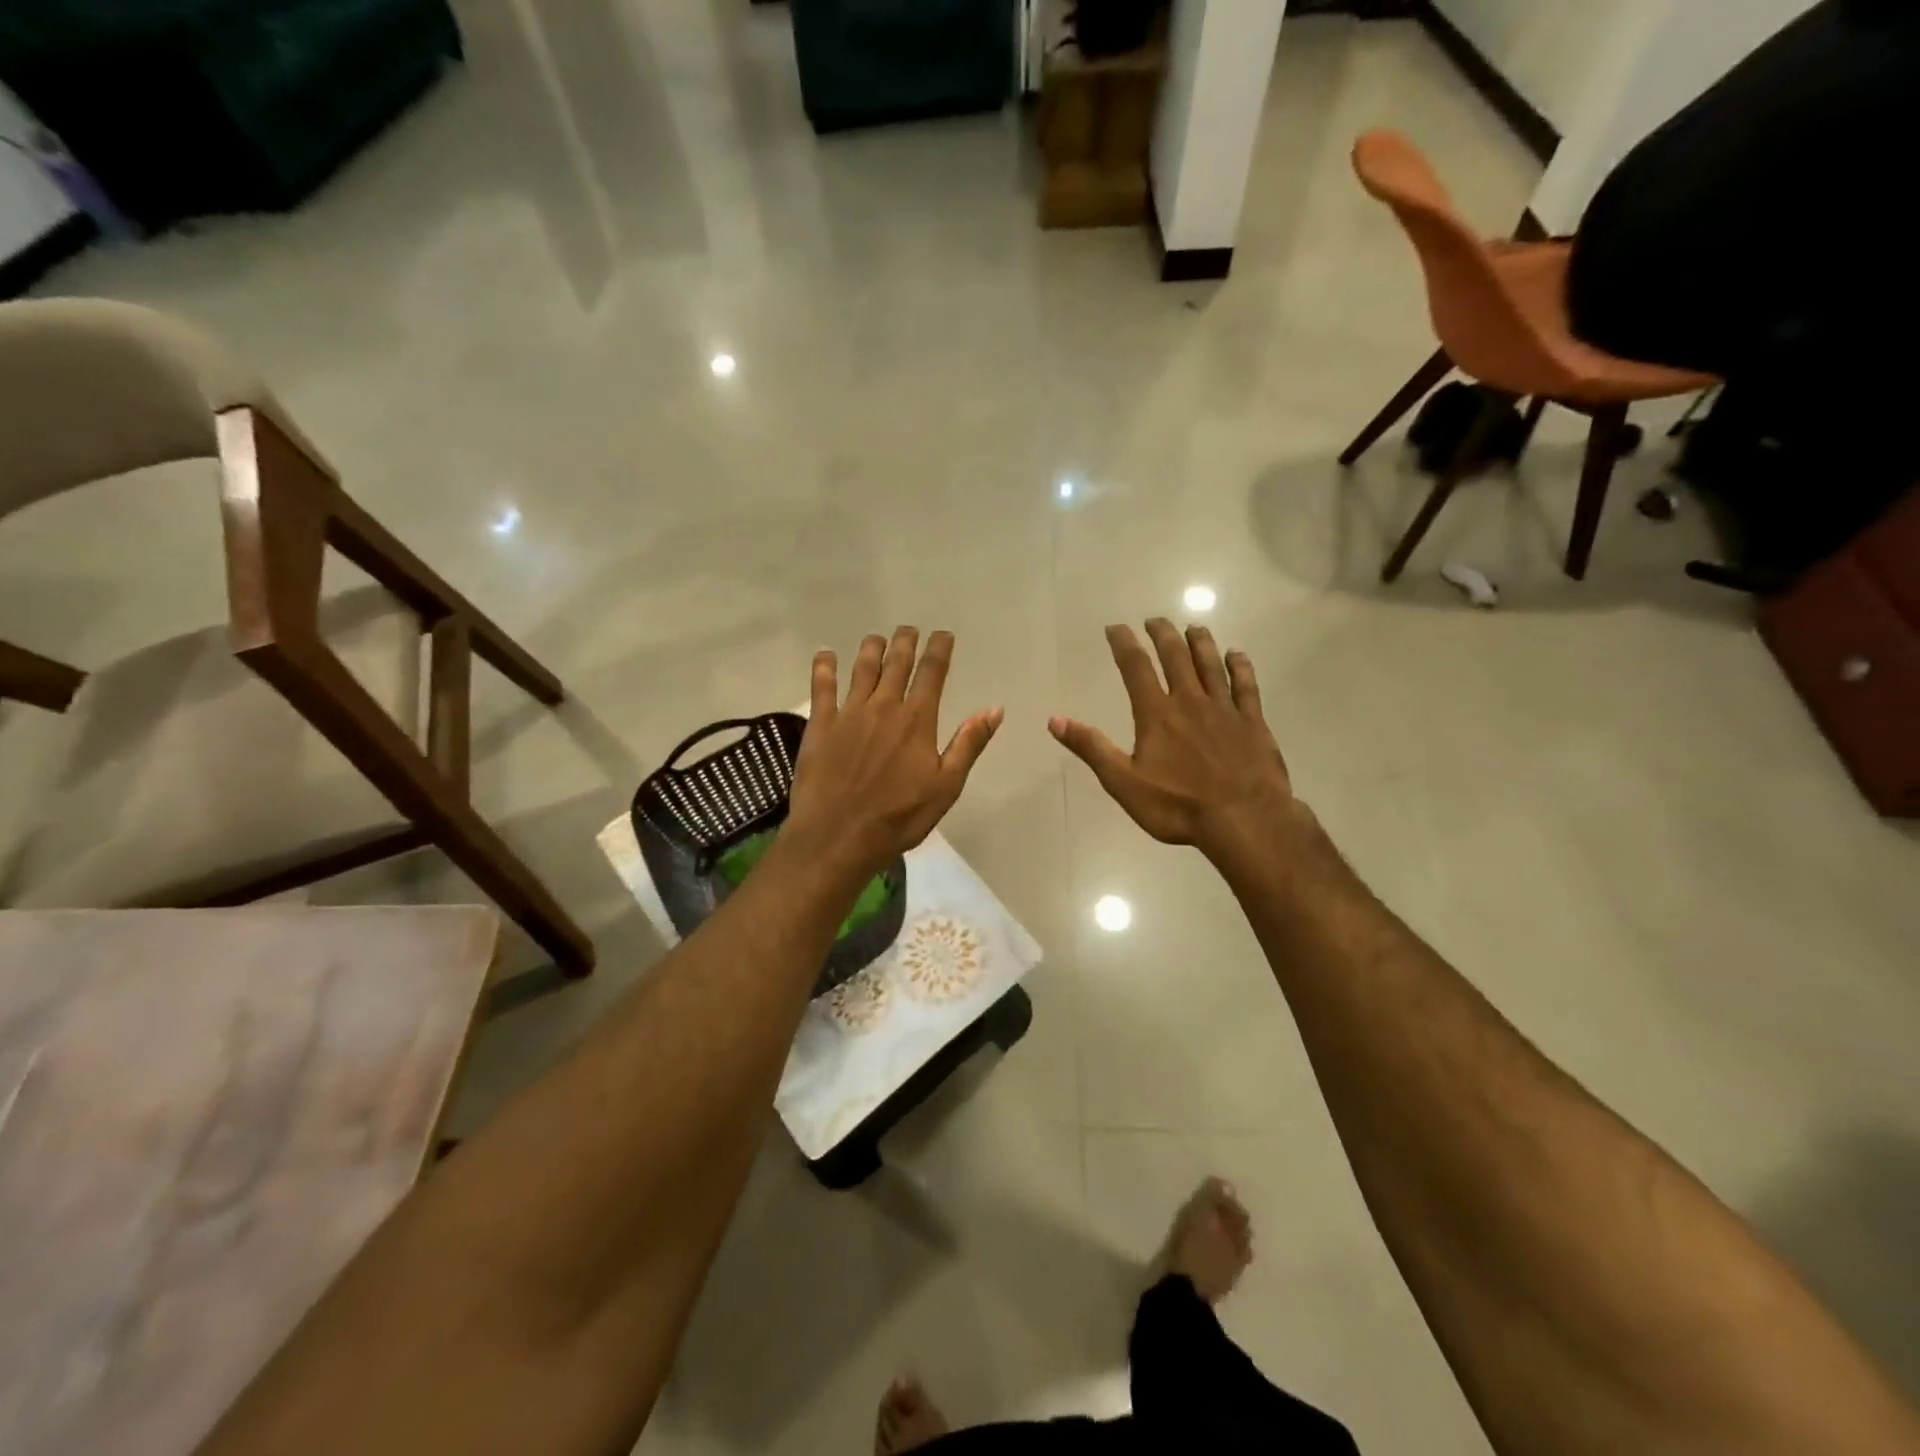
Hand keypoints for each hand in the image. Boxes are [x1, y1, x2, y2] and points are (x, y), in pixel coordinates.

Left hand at [787, 627, 1002, 876]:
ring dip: (870, 649)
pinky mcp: (820, 725)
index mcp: (917, 720)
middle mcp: (884, 706)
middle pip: (896, 664)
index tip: (943, 634)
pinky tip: (825, 654)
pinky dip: (824, 667)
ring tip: (876, 637)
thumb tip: (994, 709)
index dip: (939, 650)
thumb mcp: (946, 786)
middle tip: (909, 629)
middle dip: (905, 642)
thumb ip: (969, 744)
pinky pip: (821, 687)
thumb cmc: (899, 817)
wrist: (839, 836)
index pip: (932, 673)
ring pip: (862, 669)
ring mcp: (849, 713)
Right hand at [1050, 621, 1296, 859]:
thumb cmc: (1178, 806)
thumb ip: (1092, 748)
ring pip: (1211, 665)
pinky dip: (1241, 667)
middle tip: (1155, 620)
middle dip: (1163, 634)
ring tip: (1194, 627)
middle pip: (1176, 657)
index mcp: (1157, 714)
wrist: (1245, 820)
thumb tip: (1055, 719)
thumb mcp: (1124, 783)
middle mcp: (1190, 701)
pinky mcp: (1253, 722)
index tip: (1115, 627)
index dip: (1124, 644)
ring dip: (1200, 643)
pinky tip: (1237, 655)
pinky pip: (1246, 686)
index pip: (1136, 668)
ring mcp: (1225, 710)